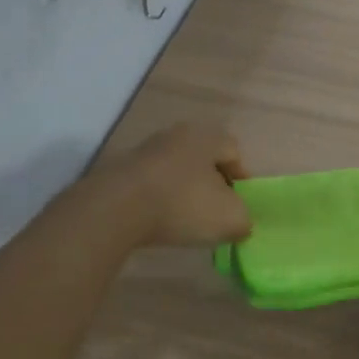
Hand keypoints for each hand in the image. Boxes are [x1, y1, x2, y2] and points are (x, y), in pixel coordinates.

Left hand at [103, 122, 251, 249]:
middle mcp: (176, 135)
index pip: (233, 151)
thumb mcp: (230, 219)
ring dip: (184, 192)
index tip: (239, 204)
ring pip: (176, 170)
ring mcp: (145, 150)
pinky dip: (159, 200)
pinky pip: (151, 184)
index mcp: (206, 136)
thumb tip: (240, 224)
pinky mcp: (121, 170)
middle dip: (212, 184)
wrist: (115, 209)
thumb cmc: (182, 204)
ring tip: (186, 220)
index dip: (242, 178)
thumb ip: (244, 220)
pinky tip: (159, 221)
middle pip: (203, 159)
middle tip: (215, 210)